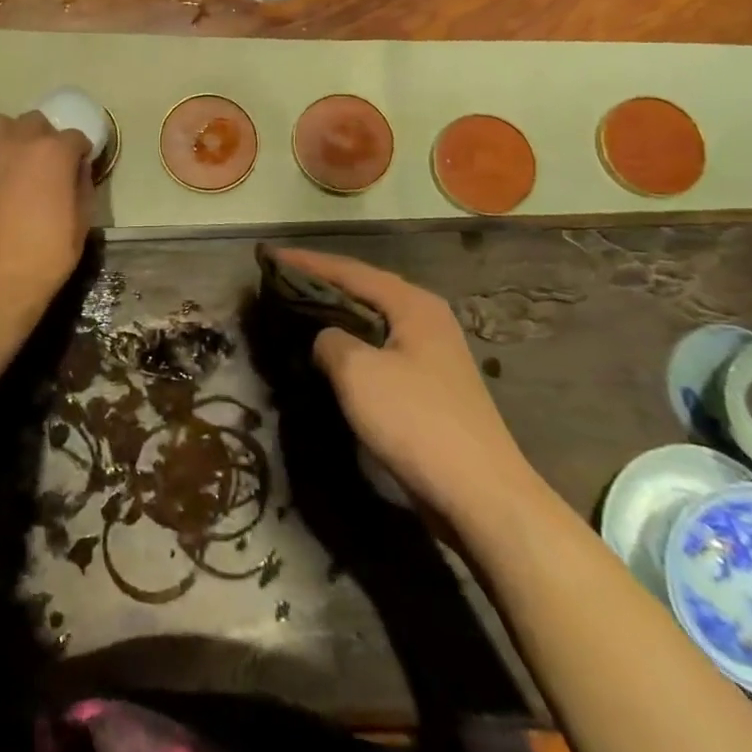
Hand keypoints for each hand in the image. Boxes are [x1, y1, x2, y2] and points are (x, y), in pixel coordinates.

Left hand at [0, 111, 93, 332]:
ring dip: (12, 137)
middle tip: (45, 168)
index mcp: (54, 152)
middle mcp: (20, 139)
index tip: (77, 170)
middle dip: (45, 141)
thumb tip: (77, 167)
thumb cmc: (46, 254)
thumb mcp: (82, 221)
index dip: (79, 154)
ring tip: (13, 162)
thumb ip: (82, 184)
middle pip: (37, 123)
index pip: (75, 138)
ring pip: (2, 124)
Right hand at [279, 248, 538, 524]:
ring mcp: (432, 353)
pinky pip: (380, 349)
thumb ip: (330, 341)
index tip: (269, 255)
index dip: (306, 261)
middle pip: (364, 289)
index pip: (349, 270)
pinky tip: (331, 353)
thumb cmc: (416, 422)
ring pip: (372, 321)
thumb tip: (325, 339)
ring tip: (298, 309)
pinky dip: (352, 342)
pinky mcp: (430, 386)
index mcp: (412, 304)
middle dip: (321, 282)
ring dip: (336, 313)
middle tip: (280, 278)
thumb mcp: (358, 373)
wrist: (482, 497)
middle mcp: (426, 319)